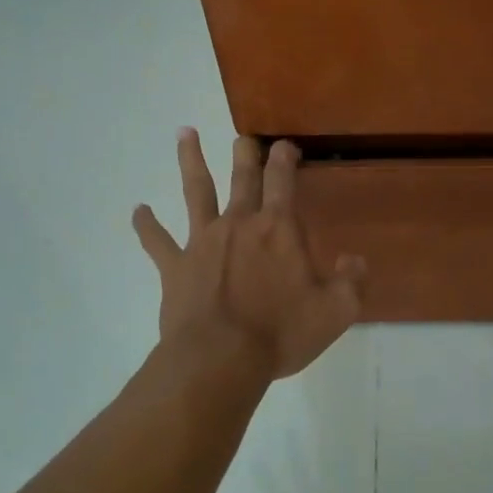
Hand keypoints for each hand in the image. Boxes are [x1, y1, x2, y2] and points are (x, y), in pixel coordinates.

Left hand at [133, 131, 365, 379]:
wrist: (219, 359)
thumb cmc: (281, 332)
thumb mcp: (336, 311)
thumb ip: (352, 281)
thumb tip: (355, 260)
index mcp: (278, 229)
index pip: (283, 181)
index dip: (284, 159)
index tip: (285, 145)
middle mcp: (239, 223)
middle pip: (242, 177)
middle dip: (245, 154)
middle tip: (243, 137)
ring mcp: (202, 241)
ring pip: (196, 191)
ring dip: (190, 161)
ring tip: (184, 134)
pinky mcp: (175, 266)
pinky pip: (157, 240)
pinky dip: (146, 225)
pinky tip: (138, 211)